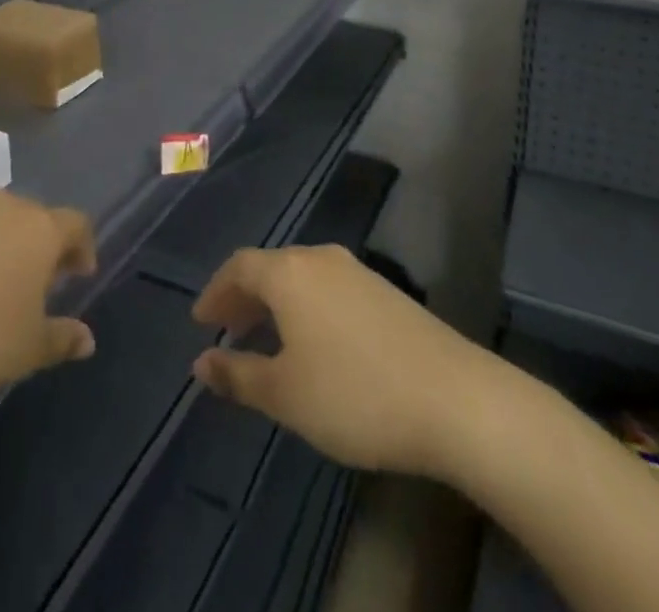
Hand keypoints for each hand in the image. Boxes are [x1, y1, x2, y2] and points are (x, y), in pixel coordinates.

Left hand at [0, 192, 97, 414]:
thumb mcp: (27, 350)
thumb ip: (62, 339)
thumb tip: (86, 339)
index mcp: (39, 229)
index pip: (76, 224)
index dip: (83, 247)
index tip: (79, 275)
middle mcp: (2, 206)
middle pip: (32, 217)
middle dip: (38, 246)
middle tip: (34, 283)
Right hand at [191, 244, 498, 480]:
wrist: (456, 399)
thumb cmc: (355, 394)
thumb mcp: (286, 394)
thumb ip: (239, 375)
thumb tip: (202, 361)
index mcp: (289, 272)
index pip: (239, 267)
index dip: (216, 292)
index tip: (202, 320)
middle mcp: (320, 258)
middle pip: (271, 267)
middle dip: (245, 297)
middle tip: (229, 329)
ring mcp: (358, 272)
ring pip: (301, 278)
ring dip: (277, 303)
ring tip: (268, 340)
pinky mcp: (387, 292)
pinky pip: (328, 289)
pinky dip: (307, 308)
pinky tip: (315, 344)